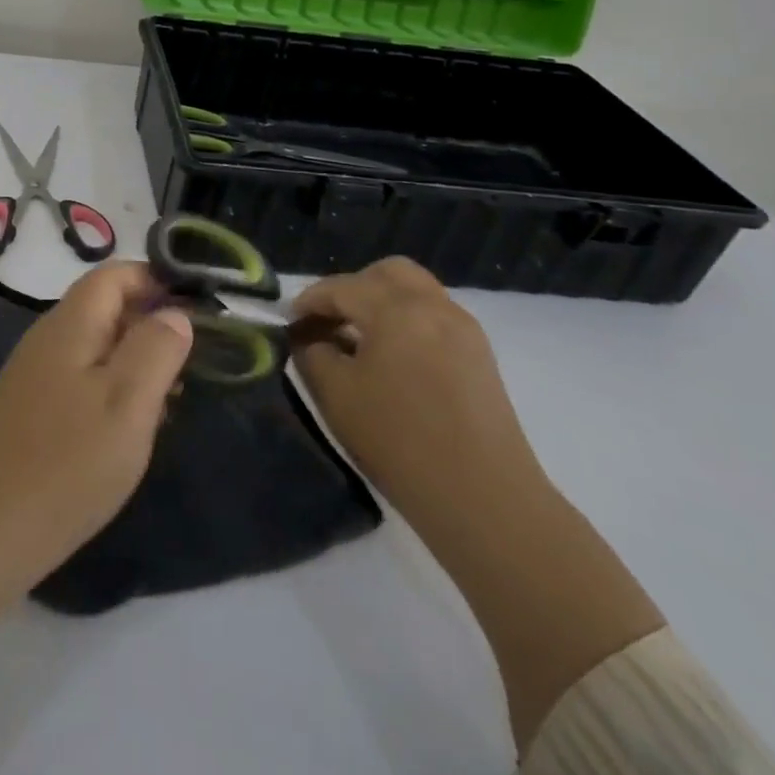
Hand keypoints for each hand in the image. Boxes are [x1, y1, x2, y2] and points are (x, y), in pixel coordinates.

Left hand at [0, 260, 192, 577]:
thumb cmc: (68, 460)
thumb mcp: (128, 401)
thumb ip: (156, 348)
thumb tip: (174, 314)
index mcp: (71, 323)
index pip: (115, 274)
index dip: (156, 280)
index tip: (196, 309)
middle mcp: (49, 338)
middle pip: (106, 308)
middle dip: (151, 325)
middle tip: (192, 363)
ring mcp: (36, 374)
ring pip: (97, 347)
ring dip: (136, 362)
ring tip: (172, 399)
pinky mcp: (31, 409)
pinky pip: (82, 379)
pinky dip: (113, 389)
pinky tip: (131, 428)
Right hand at [293, 256, 543, 529]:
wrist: (484, 500)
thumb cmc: (400, 442)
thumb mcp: (336, 395)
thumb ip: (313, 354)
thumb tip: (310, 338)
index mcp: (396, 309)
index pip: (341, 287)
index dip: (310, 301)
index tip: (289, 322)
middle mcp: (433, 305)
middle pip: (387, 273)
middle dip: (352, 289)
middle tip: (330, 321)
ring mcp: (463, 328)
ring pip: (415, 291)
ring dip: (382, 303)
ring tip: (360, 341)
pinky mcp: (480, 356)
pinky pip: (435, 316)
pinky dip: (407, 322)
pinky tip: (393, 359)